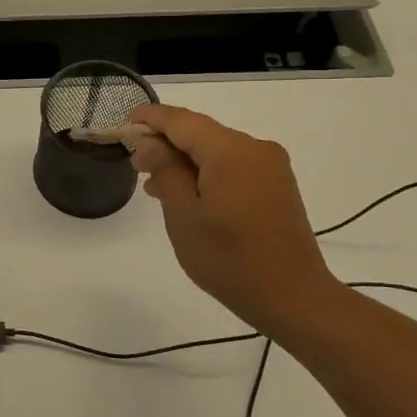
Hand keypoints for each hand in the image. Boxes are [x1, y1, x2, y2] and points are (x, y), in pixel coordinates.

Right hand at [127, 105, 341, 332]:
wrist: (293, 298)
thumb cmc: (230, 260)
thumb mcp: (184, 216)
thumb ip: (165, 171)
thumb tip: (150, 142)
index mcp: (232, 152)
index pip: (182, 121)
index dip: (151, 119)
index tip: (124, 123)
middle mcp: (255, 148)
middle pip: (200, 132)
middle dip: (166, 143)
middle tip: (135, 165)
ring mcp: (270, 166)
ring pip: (216, 150)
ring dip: (185, 160)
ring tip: (155, 186)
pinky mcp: (276, 184)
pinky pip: (233, 165)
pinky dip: (206, 172)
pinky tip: (187, 194)